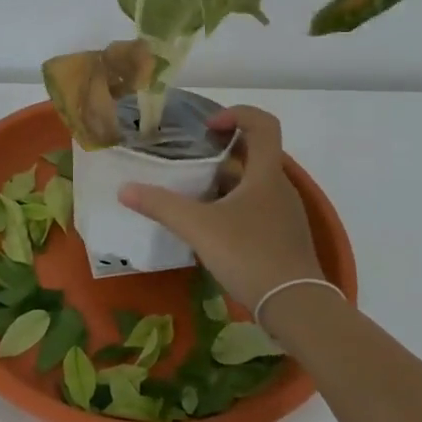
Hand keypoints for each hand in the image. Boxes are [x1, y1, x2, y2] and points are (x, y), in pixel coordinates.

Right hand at [118, 106, 323, 311]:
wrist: (296, 307)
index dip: (237, 114)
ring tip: (193, 193)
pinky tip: (211, 228)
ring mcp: (285, 214)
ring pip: (254, 183)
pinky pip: (257, 207)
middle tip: (191, 159)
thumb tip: (124, 189)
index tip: (208, 128)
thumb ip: (161, 206)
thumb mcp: (199, 227)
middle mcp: (280, 187)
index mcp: (266, 173)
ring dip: (226, 180)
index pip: (263, 124)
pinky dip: (234, 206)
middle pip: (256, 153)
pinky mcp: (284, 237)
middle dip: (223, 150)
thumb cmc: (250, 254)